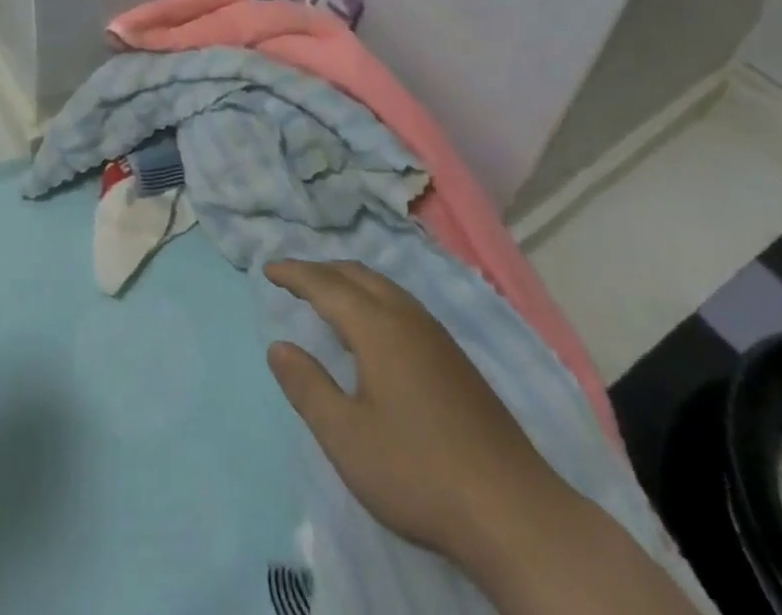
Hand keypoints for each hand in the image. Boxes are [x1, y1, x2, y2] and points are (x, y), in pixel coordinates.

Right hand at [263, 261, 572, 579]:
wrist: (513, 512)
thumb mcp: (347, 437)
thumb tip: (278, 346)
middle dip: (322, 270)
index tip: (267, 268)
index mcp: (378, 327)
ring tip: (327, 295)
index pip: (327, 285)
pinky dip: (373, 299)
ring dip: (350, 282)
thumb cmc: (418, 472)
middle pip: (358, 275)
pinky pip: (402, 305)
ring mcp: (437, 337)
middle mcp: (408, 318)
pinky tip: (374, 329)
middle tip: (293, 278)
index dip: (295, 274)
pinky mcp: (456, 360)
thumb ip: (307, 387)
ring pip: (385, 288)